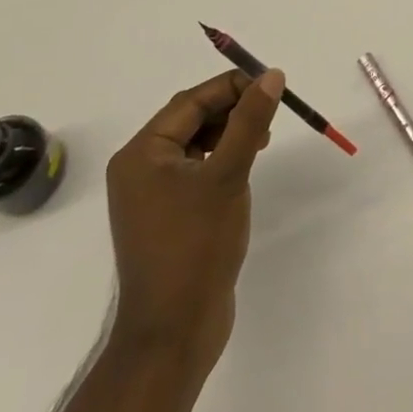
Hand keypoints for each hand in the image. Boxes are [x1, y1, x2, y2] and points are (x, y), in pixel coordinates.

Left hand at [104, 68, 283, 376]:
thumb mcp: (228, 175)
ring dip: (229, 133)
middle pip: (191, 118)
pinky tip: (244, 168)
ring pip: (195, 143)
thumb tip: (271, 75)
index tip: (273, 86)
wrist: (173, 335)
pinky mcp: (167, 216)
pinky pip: (195, 169)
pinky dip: (221, 159)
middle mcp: (139, 168)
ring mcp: (151, 195)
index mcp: (141, 154)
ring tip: (262, 141)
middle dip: (232, 110)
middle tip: (271, 114)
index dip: (233, 87)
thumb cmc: (195, 247)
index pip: (191, 101)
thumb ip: (250, 121)